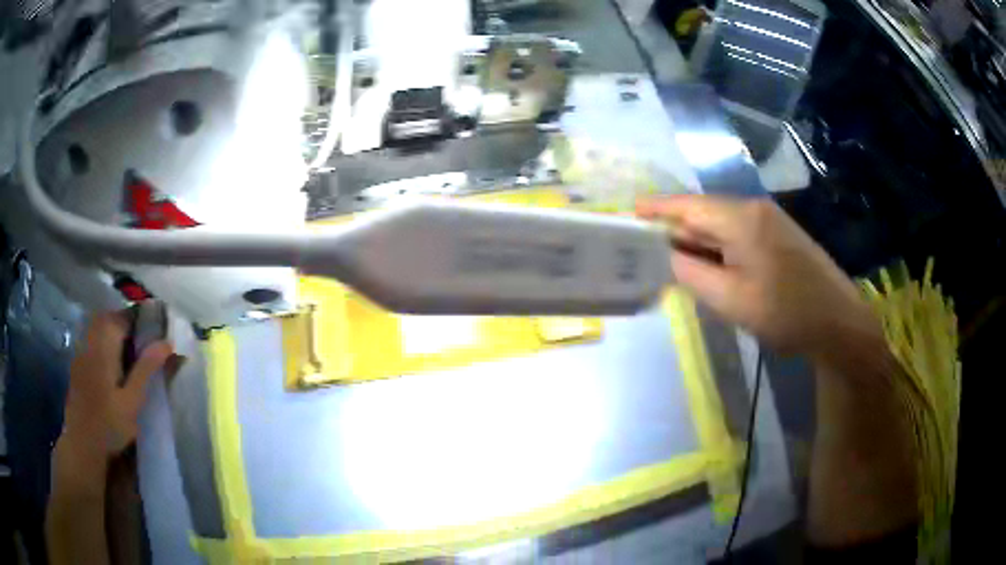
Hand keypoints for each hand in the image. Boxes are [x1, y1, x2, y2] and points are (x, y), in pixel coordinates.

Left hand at [62, 311, 172, 459]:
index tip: (159, 339)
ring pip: (102, 329)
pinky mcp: (79, 361)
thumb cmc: (108, 424)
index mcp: (104, 341)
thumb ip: (146, 369)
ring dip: (118, 336)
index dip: (144, 323)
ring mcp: (82, 348)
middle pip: (113, 319)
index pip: (127, 316)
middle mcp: (91, 337)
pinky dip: (107, 345)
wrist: (82, 444)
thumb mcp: (132, 400)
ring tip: (133, 359)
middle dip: (131, 329)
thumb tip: (167, 342)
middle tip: (148, 349)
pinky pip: (94, 340)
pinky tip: (115, 368)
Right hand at [637, 195, 879, 360]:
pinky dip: (719, 247)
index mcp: (741, 218)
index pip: (689, 205)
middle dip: (676, 228)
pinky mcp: (781, 237)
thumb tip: (670, 257)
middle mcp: (755, 210)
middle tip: (646, 246)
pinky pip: (739, 235)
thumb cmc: (785, 312)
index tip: (630, 212)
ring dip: (698, 240)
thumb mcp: (731, 299)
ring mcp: (771, 222)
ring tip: (671, 259)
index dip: (657, 208)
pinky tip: (710, 265)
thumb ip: (692, 274)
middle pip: (705, 212)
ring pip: (723, 225)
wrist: (838, 324)